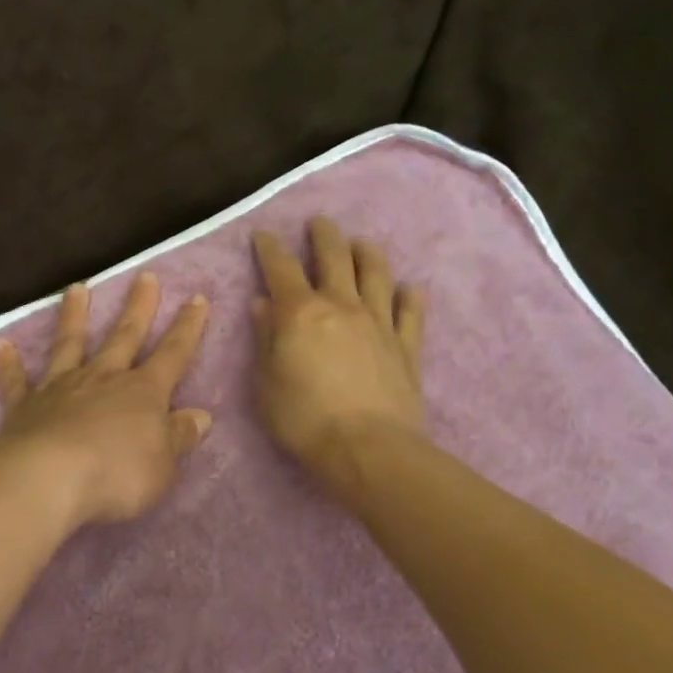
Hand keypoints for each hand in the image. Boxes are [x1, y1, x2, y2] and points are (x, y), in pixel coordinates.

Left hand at [0, 272, 212, 528]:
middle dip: (138, 306)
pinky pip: (16, 381)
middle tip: (144, 276)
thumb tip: (200, 416)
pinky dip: (9, 364)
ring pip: (69, 344)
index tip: (197, 298)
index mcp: (143, 392)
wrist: (49, 479)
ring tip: (76, 288)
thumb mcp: (164, 464)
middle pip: (124, 335)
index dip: (187, 328)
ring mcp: (61, 388)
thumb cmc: (117, 474)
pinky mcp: (25, 406)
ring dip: (74, 316)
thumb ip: (179, 436)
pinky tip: (1, 346)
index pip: (173, 353)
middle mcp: (103, 378)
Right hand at [250, 218, 425, 473]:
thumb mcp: (265, 382)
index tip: (263, 235)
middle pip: (334, 256)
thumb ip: (265, 338)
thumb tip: (262, 303)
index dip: (270, 247)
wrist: (367, 450)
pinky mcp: (406, 345)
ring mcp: (378, 322)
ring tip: (362, 243)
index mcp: (300, 312)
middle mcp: (340, 305)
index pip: (280, 267)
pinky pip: (411, 312)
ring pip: (376, 273)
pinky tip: (409, 288)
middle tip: (319, 223)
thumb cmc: (304, 419)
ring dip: (367, 252)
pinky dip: (410, 296)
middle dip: (324, 234)